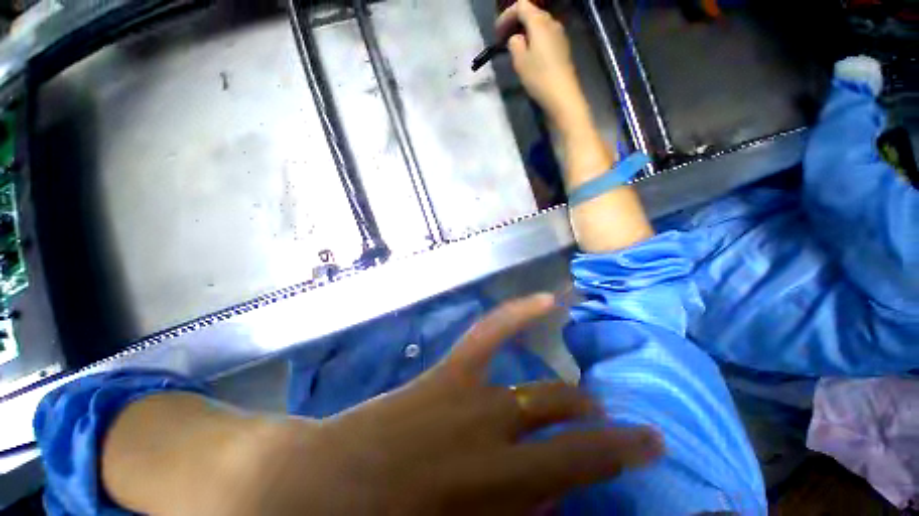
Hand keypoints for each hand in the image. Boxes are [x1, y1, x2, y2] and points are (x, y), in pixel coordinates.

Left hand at [253, 294, 662, 514]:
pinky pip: (490, 332)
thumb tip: (552, 496)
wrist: (320, 484)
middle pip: (563, 420)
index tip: (654, 443)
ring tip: (588, 400)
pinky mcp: (451, 372)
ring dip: (569, 394)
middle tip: (611, 430)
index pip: (582, 465)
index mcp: (499, 483)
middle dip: (596, 427)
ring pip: (538, 386)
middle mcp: (496, 430)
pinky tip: (544, 299)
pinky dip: (518, 314)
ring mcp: (473, 392)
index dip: (624, 453)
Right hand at [497, 1, 587, 126]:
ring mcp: (560, 35)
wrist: (562, 95)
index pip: (521, 5)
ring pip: (540, 25)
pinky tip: (530, 54)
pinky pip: (546, 37)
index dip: (506, 15)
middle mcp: (552, 23)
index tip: (497, 32)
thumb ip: (514, 44)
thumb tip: (516, 38)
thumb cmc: (539, 77)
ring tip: (516, 47)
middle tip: (504, 38)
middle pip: (532, 13)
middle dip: (516, 22)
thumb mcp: (520, 61)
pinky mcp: (563, 48)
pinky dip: (535, 40)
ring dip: (526, 32)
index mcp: (539, 22)